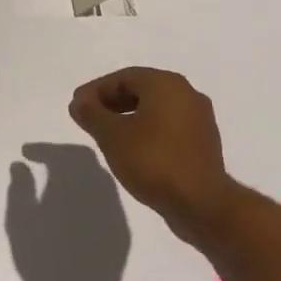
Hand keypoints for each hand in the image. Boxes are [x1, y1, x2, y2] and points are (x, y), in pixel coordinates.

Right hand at [68, 68, 239, 245]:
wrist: (200, 202)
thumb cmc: (152, 161)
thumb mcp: (112, 136)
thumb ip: (92, 114)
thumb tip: (79, 103)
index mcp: (166, 85)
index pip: (124, 77)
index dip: (96, 90)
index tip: (77, 106)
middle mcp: (187, 94)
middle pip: (142, 90)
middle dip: (112, 102)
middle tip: (89, 118)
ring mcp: (199, 119)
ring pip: (156, 110)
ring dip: (128, 117)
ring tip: (106, 135)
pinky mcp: (203, 143)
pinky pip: (168, 127)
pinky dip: (146, 131)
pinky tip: (132, 150)